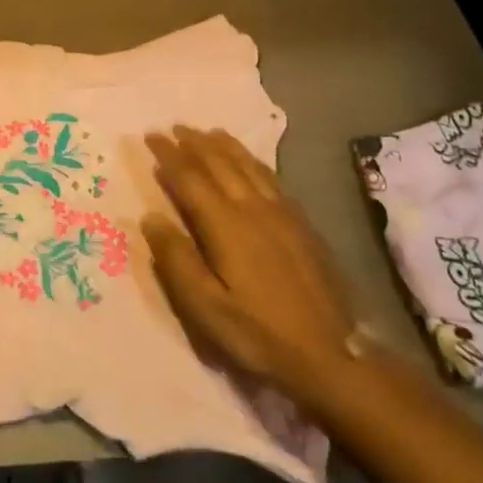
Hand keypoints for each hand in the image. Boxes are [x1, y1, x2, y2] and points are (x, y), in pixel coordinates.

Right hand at [142, 126, 357, 417]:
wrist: (331, 354)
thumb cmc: (259, 334)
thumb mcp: (206, 307)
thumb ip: (177, 259)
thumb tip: (150, 217)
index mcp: (227, 226)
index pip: (191, 178)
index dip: (169, 155)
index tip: (151, 136)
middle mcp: (254, 209)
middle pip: (221, 164)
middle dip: (195, 143)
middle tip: (174, 127)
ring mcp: (283, 214)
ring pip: (249, 166)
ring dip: (225, 146)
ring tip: (208, 132)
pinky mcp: (303, 225)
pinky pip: (272, 179)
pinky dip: (253, 162)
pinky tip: (251, 163)